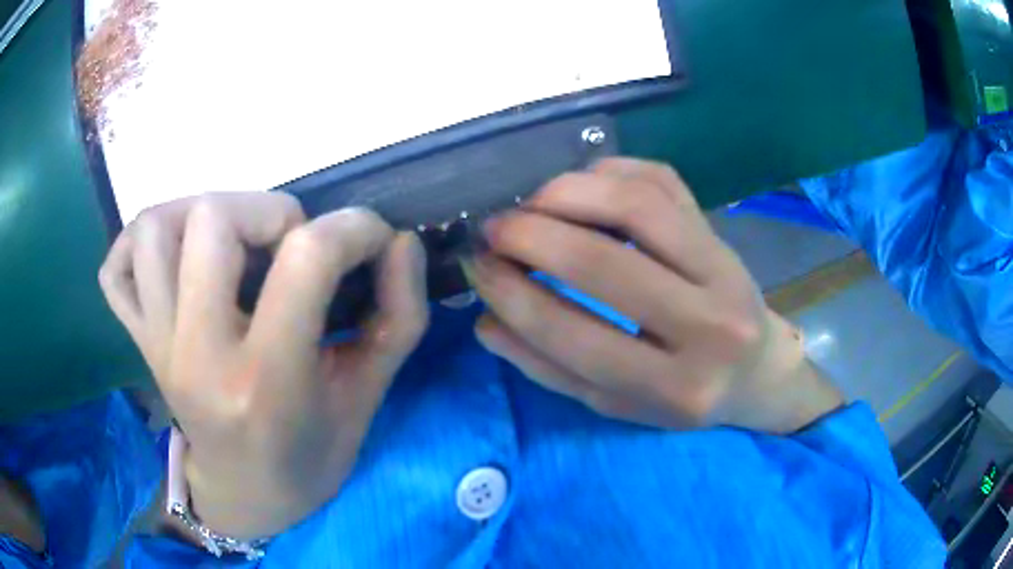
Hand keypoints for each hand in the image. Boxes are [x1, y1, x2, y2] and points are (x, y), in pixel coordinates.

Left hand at [99, 194, 427, 538]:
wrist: (245, 495)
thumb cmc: (310, 455)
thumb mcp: (367, 397)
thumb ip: (398, 316)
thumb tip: (401, 242)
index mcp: (265, 381)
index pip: (305, 259)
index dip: (354, 228)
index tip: (373, 238)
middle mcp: (197, 354)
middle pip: (211, 219)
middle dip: (268, 210)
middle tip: (291, 244)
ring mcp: (156, 344)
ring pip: (152, 228)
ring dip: (199, 213)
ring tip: (233, 241)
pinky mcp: (137, 342)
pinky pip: (114, 269)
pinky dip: (136, 245)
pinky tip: (173, 257)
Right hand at [469, 158, 841, 433]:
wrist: (755, 369)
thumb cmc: (682, 395)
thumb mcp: (616, 403)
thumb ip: (551, 368)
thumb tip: (487, 319)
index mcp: (674, 389)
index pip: (575, 336)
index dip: (513, 295)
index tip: (477, 267)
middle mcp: (709, 327)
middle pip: (605, 264)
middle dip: (531, 236)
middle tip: (493, 228)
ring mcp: (724, 268)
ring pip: (637, 205)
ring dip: (567, 193)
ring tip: (530, 203)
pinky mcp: (722, 231)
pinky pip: (661, 180)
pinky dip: (608, 172)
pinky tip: (579, 187)